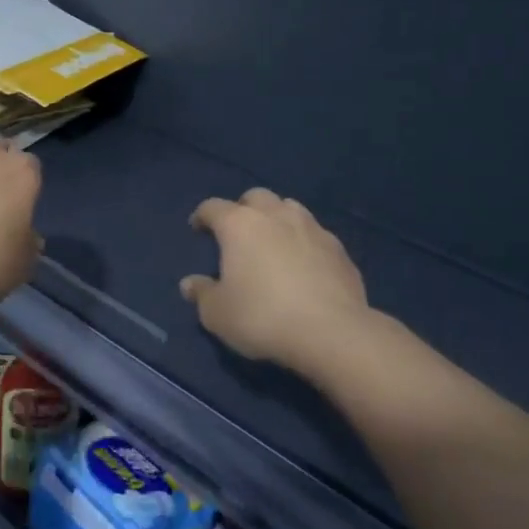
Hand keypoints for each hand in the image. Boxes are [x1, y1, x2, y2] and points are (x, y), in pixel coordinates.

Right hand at [180, 189, 370, 375]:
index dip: (202, 216)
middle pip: (255, 197)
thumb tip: (189, 283)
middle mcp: (275, 215)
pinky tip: (304, 264)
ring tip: (273, 241)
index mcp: (239, 224)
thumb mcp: (218, 314)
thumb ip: (202, 294)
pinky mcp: (338, 248)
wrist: (331, 331)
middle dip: (243, 208)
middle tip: (238, 232)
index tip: (197, 228)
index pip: (213, 207)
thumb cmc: (263, 317)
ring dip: (277, 218)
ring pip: (289, 208)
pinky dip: (304, 241)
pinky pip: (315, 234)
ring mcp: (311, 227)